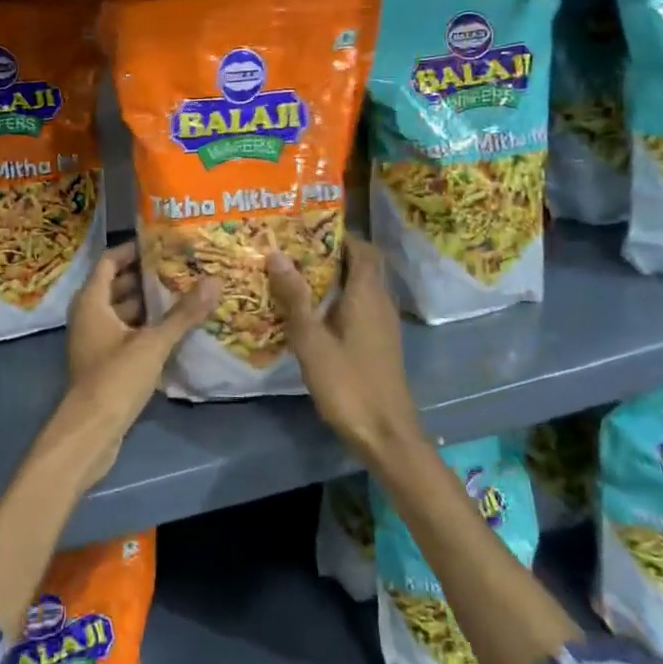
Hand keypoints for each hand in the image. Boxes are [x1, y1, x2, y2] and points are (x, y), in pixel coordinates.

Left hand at [53, 242, 217, 490]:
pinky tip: (173, 330)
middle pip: (116, 285)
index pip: (109, 261)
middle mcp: (88, 316)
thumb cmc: (115, 378)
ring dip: (148, 304)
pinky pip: (124, 333)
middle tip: (180, 267)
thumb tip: (215, 281)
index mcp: (91, 301)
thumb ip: (183, 313)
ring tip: (183, 294)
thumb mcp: (153, 343)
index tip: (162, 243)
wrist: (91, 432)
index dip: (132, 250)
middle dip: (146, 276)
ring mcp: (94, 341)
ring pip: (122, 311)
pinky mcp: (103, 362)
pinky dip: (144, 327)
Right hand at [267, 237, 424, 463]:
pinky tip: (309, 312)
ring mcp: (382, 324)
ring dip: (332, 277)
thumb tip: (276, 254)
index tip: (306, 228)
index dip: (338, 234)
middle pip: (360, 264)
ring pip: (359, 286)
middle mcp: (380, 302)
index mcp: (367, 294)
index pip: (361, 247)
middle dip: (329, 253)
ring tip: (294, 275)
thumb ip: (295, 298)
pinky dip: (336, 300)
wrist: (386, 435)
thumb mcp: (312, 341)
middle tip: (292, 250)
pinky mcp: (378, 342)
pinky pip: (358, 306)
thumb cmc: (349, 384)